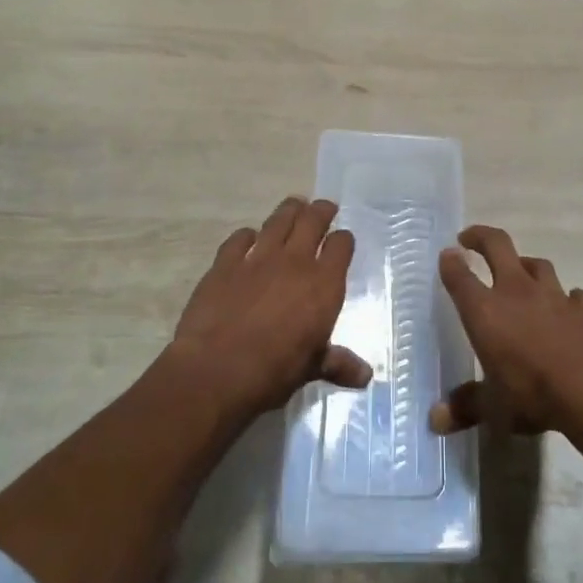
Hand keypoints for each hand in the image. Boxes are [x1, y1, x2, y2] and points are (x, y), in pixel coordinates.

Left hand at [172, 197, 372, 418]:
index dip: (343, 240)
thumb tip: (366, 376)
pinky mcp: (225, 263)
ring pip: (279, 220)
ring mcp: (258, 258)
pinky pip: (239, 238)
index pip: (341, 245)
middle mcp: (295, 262)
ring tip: (294, 206)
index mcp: (323, 284)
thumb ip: (337, 363)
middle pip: (313, 220)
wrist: (216, 371)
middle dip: (322, 211)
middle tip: (324, 208)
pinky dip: (247, 235)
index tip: (342, 241)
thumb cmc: (273, 372)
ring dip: (289, 211)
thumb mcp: (311, 368)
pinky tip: (249, 238)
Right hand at [432, 224, 582, 437]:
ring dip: (526, 264)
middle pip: (497, 246)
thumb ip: (466, 407)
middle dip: (481, 237)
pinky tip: (569, 308)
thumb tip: (436, 420)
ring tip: (520, 270)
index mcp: (486, 311)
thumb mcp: (494, 408)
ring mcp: (554, 295)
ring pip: (537, 264)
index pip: (460, 277)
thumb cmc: (533, 394)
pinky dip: (568, 299)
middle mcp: (517, 291)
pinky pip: (574, 295)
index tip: (446, 254)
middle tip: (470, 238)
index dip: (450, 263)